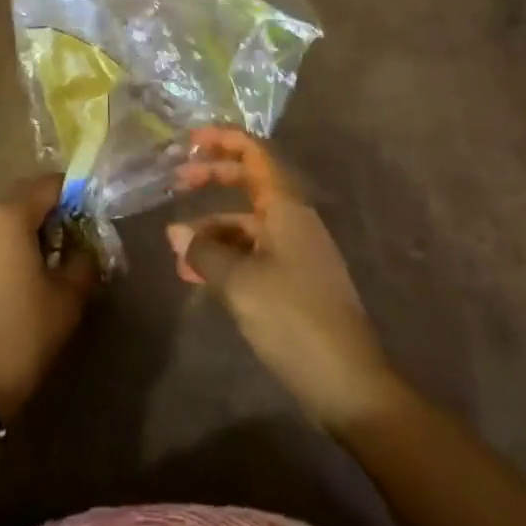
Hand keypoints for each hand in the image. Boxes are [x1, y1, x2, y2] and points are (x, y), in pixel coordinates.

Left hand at [0, 174, 98, 420]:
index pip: (48, 185)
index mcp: (10, 215)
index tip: (90, 213)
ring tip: (46, 260)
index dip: (73, 193)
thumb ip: (83, 262)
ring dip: (24, 230)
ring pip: (1, 220)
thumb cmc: (22, 333)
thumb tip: (87, 248)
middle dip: (48, 210)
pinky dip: (4, 247)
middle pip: (22, 198)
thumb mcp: (67, 298)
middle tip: (71, 237)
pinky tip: (18, 278)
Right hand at [168, 128, 397, 433]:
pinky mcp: (295, 283)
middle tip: (176, 182)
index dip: (222, 139)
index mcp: (286, 207)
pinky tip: (199, 277)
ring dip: (212, 229)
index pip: (254, 153)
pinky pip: (253, 253)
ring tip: (178, 251)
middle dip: (212, 178)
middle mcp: (293, 220)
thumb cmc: (294, 318)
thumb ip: (204, 252)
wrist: (350, 385)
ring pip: (247, 223)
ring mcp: (296, 252)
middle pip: (249, 182)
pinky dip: (226, 256)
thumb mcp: (239, 282)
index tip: (189, 141)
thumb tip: (175, 234)